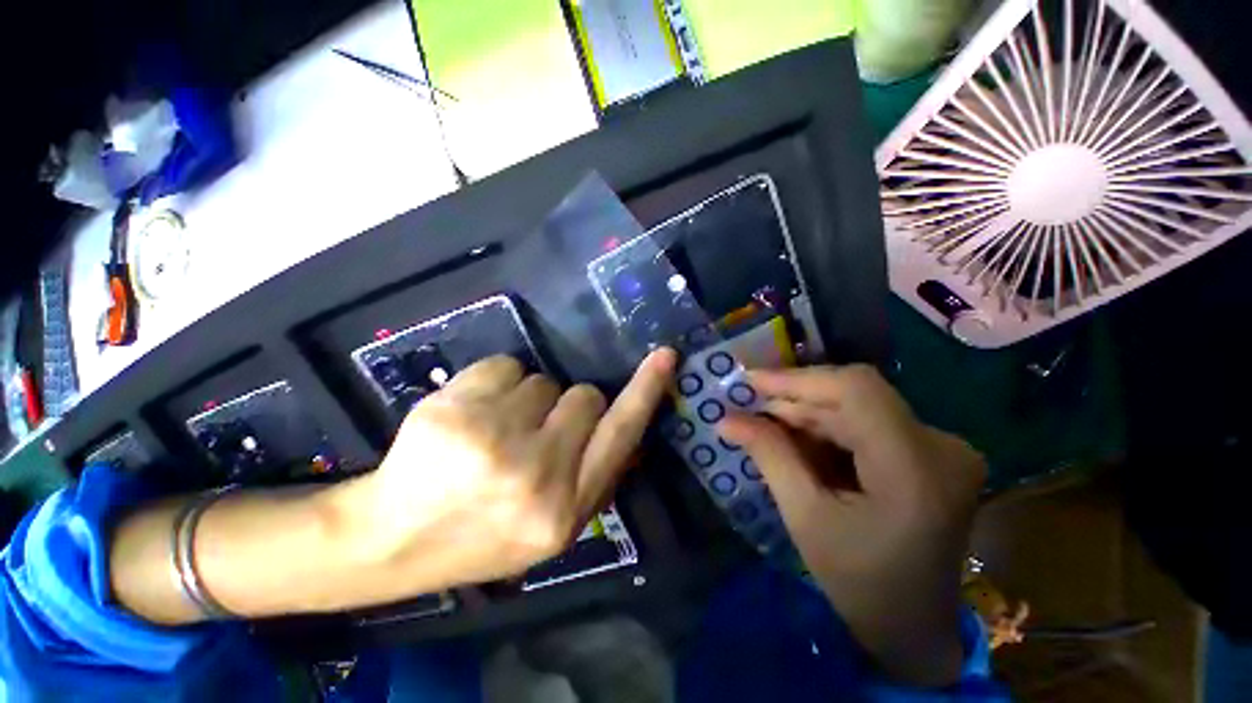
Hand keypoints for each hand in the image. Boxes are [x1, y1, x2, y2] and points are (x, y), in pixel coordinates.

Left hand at [328, 349, 675, 604]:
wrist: (389, 541)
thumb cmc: (479, 535)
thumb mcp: (549, 528)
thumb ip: (592, 476)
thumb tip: (617, 421)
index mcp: (566, 509)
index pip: (621, 434)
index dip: (646, 392)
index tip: (665, 357)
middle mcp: (538, 474)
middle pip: (584, 396)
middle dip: (566, 407)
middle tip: (533, 434)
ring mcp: (493, 440)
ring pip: (543, 381)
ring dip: (527, 400)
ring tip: (493, 433)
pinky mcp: (455, 410)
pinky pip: (504, 366)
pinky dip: (493, 383)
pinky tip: (468, 417)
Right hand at [719, 365, 984, 687]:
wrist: (916, 628)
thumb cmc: (861, 584)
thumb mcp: (806, 518)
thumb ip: (769, 456)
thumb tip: (726, 418)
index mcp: (916, 470)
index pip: (857, 390)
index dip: (798, 379)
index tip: (750, 382)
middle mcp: (941, 447)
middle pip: (855, 396)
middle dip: (795, 399)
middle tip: (749, 408)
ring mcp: (941, 448)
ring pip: (858, 407)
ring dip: (808, 413)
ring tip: (766, 426)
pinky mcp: (930, 453)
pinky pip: (868, 423)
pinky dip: (827, 427)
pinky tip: (799, 442)